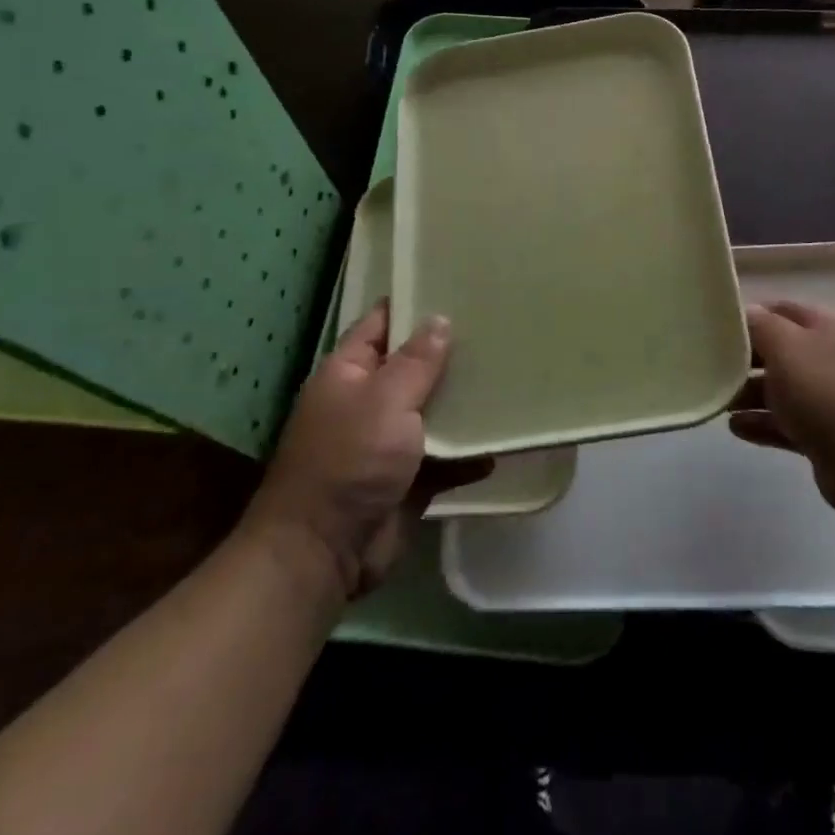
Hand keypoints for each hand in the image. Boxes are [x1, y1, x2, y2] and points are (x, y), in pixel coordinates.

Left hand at [242, 302, 484, 601]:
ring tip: (510, 376)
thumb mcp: (384, 401)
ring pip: (433, 412)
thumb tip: (439, 321)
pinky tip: (503, 442)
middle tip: (497, 326)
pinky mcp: (409, 479)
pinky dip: (469, 454)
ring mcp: (388, 442)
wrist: (324, 552)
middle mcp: (368, 402)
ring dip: (465, 403)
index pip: (381, 324)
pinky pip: (446, 458)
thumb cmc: (349, 461)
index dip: (412, 303)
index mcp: (349, 373)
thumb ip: (416, 362)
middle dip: (450, 352)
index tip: (454, 283)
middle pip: (413, 367)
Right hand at [730, 300, 834, 522]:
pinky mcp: (831, 438)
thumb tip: (747, 312)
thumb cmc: (828, 392)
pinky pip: (790, 424)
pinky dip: (764, 423)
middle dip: (748, 360)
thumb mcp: (787, 347)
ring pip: (785, 391)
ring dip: (751, 394)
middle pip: (784, 352)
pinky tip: (735, 428)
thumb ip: (762, 326)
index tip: (718, 327)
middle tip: (711, 367)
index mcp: (832, 329)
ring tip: (718, 401)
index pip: (786, 310)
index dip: (752, 315)